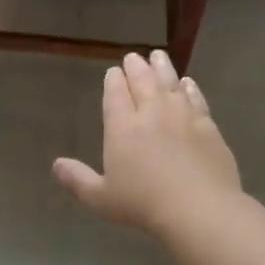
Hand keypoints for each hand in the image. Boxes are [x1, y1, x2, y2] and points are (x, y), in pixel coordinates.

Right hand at [54, 51, 240, 236]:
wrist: (199, 208)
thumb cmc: (143, 204)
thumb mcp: (101, 199)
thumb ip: (78, 180)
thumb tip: (56, 165)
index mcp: (122, 126)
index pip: (115, 94)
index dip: (113, 80)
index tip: (113, 72)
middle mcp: (151, 113)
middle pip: (142, 81)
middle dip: (135, 67)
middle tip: (133, 57)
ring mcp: (182, 116)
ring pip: (170, 83)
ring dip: (162, 68)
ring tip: (158, 56)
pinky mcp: (208, 126)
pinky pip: (196, 99)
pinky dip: (190, 88)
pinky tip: (188, 83)